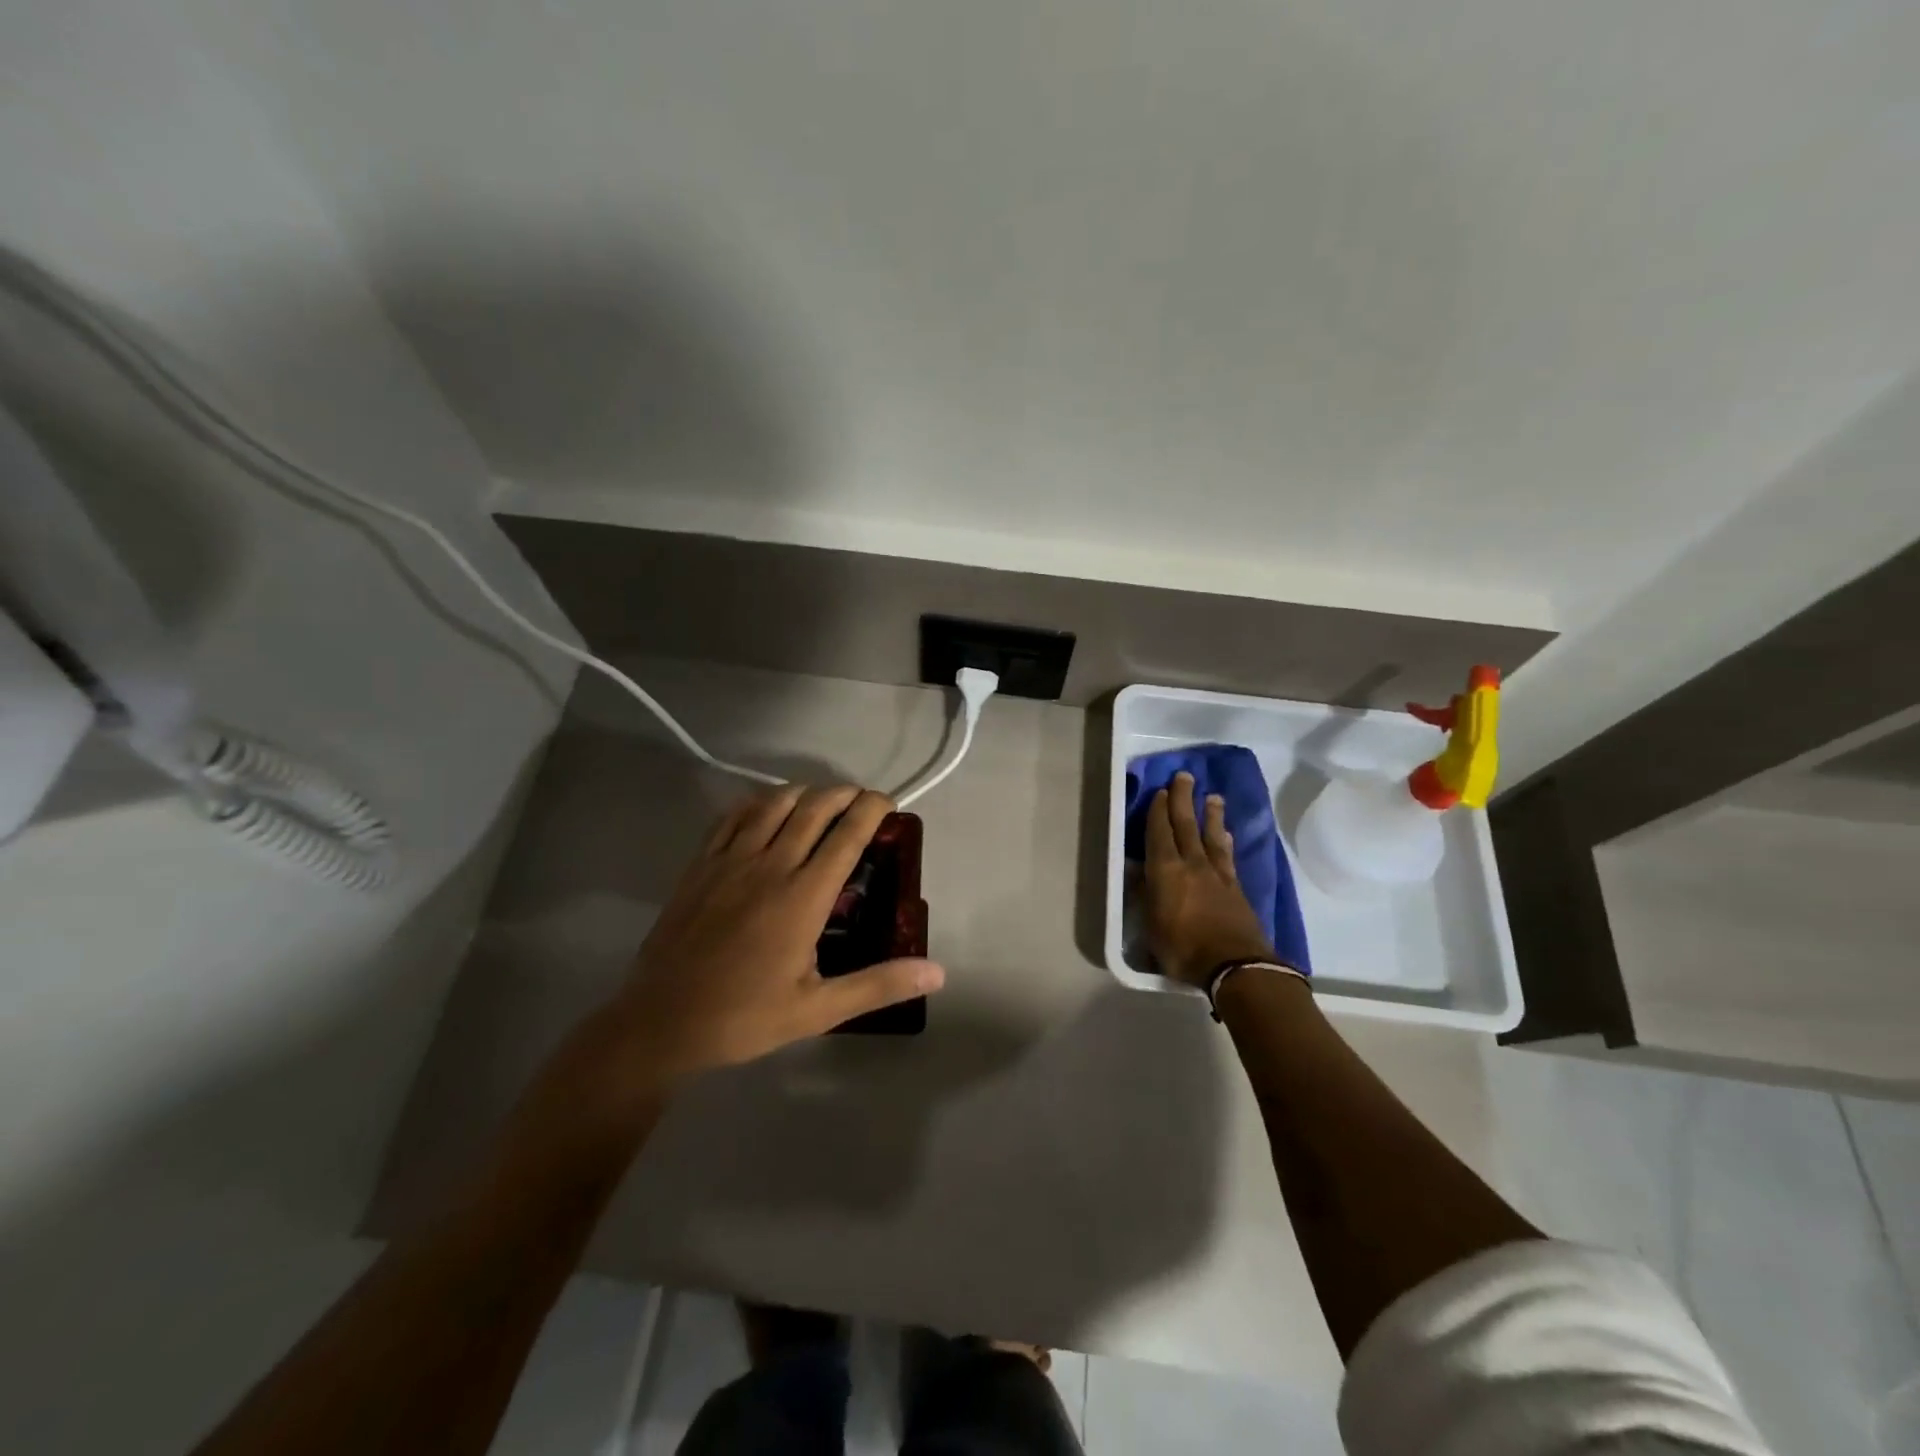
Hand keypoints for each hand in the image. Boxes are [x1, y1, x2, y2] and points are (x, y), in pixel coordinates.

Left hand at [607, 784, 944, 1082]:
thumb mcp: (819, 1010)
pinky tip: (766, 809)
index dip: (872, 809)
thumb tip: (937, 973)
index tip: (888, 803)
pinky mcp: (701, 864)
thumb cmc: (744, 1017)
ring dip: (803, 792)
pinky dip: (757, 803)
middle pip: (814, 808)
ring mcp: (730, 860)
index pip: (847, 835)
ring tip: (820, 800)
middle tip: (861, 800)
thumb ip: (878, 984)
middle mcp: (770, 865)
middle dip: (843, 794)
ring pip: (773, 803)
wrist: (660, 1022)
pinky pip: (732, 816)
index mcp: (803, 897)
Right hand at [1143, 772, 1276, 986]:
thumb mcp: (1152, 928)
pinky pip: (1228, 856)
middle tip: (1184, 777)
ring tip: (1212, 797)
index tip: (1160, 792)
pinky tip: (1227, 836)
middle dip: (1183, 799)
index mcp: (1166, 872)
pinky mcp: (1236, 888)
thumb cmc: (1184, 949)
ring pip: (1211, 836)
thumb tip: (1136, 872)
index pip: (1159, 834)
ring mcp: (1217, 875)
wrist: (1236, 967)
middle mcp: (1192, 865)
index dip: (1158, 812)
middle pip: (1186, 825)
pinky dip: (1226, 842)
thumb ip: (1145, 896)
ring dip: (1210, 815)